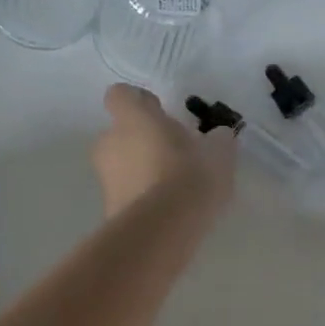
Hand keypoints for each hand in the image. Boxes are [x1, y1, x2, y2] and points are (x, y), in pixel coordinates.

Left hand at [91, 84, 236, 218]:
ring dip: (141, 168)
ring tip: (173, 184)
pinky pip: (126, 191)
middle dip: (142, 139)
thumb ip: (218, 139)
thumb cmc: (190, 175)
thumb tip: (218, 135)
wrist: (162, 230)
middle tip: (173, 150)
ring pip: (121, 163)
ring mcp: (105, 177)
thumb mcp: (219, 153)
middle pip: (120, 131)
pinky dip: (141, 194)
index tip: (159, 111)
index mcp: (134, 118)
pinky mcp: (108, 207)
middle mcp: (111, 142)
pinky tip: (168, 208)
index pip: (121, 94)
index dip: (138, 100)